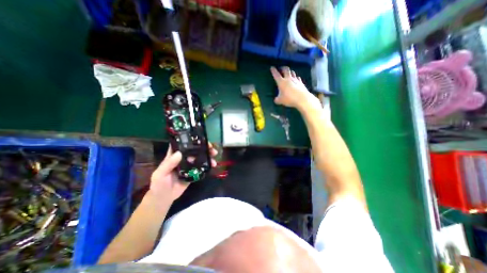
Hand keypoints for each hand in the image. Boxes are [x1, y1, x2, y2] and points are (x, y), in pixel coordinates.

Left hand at [147, 143, 217, 205]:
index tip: (200, 138)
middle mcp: (183, 158)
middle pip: (195, 150)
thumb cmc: (159, 184)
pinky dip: (208, 165)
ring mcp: (189, 165)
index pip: (183, 144)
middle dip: (204, 148)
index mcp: (174, 155)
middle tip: (212, 148)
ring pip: (200, 158)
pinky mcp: (193, 172)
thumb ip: (169, 164)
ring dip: (208, 156)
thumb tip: (180, 153)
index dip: (191, 139)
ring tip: (214, 158)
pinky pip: (202, 167)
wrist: (164, 198)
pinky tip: (213, 165)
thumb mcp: (161, 173)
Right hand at [270, 66, 320, 109]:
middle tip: (281, 69)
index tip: (272, 67)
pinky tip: (295, 79)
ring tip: (288, 73)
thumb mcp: (280, 101)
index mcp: (281, 82)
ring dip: (290, 71)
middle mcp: (288, 79)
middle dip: (283, 68)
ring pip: (292, 72)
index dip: (273, 71)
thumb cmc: (289, 98)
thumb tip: (275, 100)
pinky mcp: (301, 82)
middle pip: (286, 70)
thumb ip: (277, 99)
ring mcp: (295, 80)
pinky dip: (295, 77)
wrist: (302, 98)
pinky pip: (297, 78)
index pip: (276, 74)